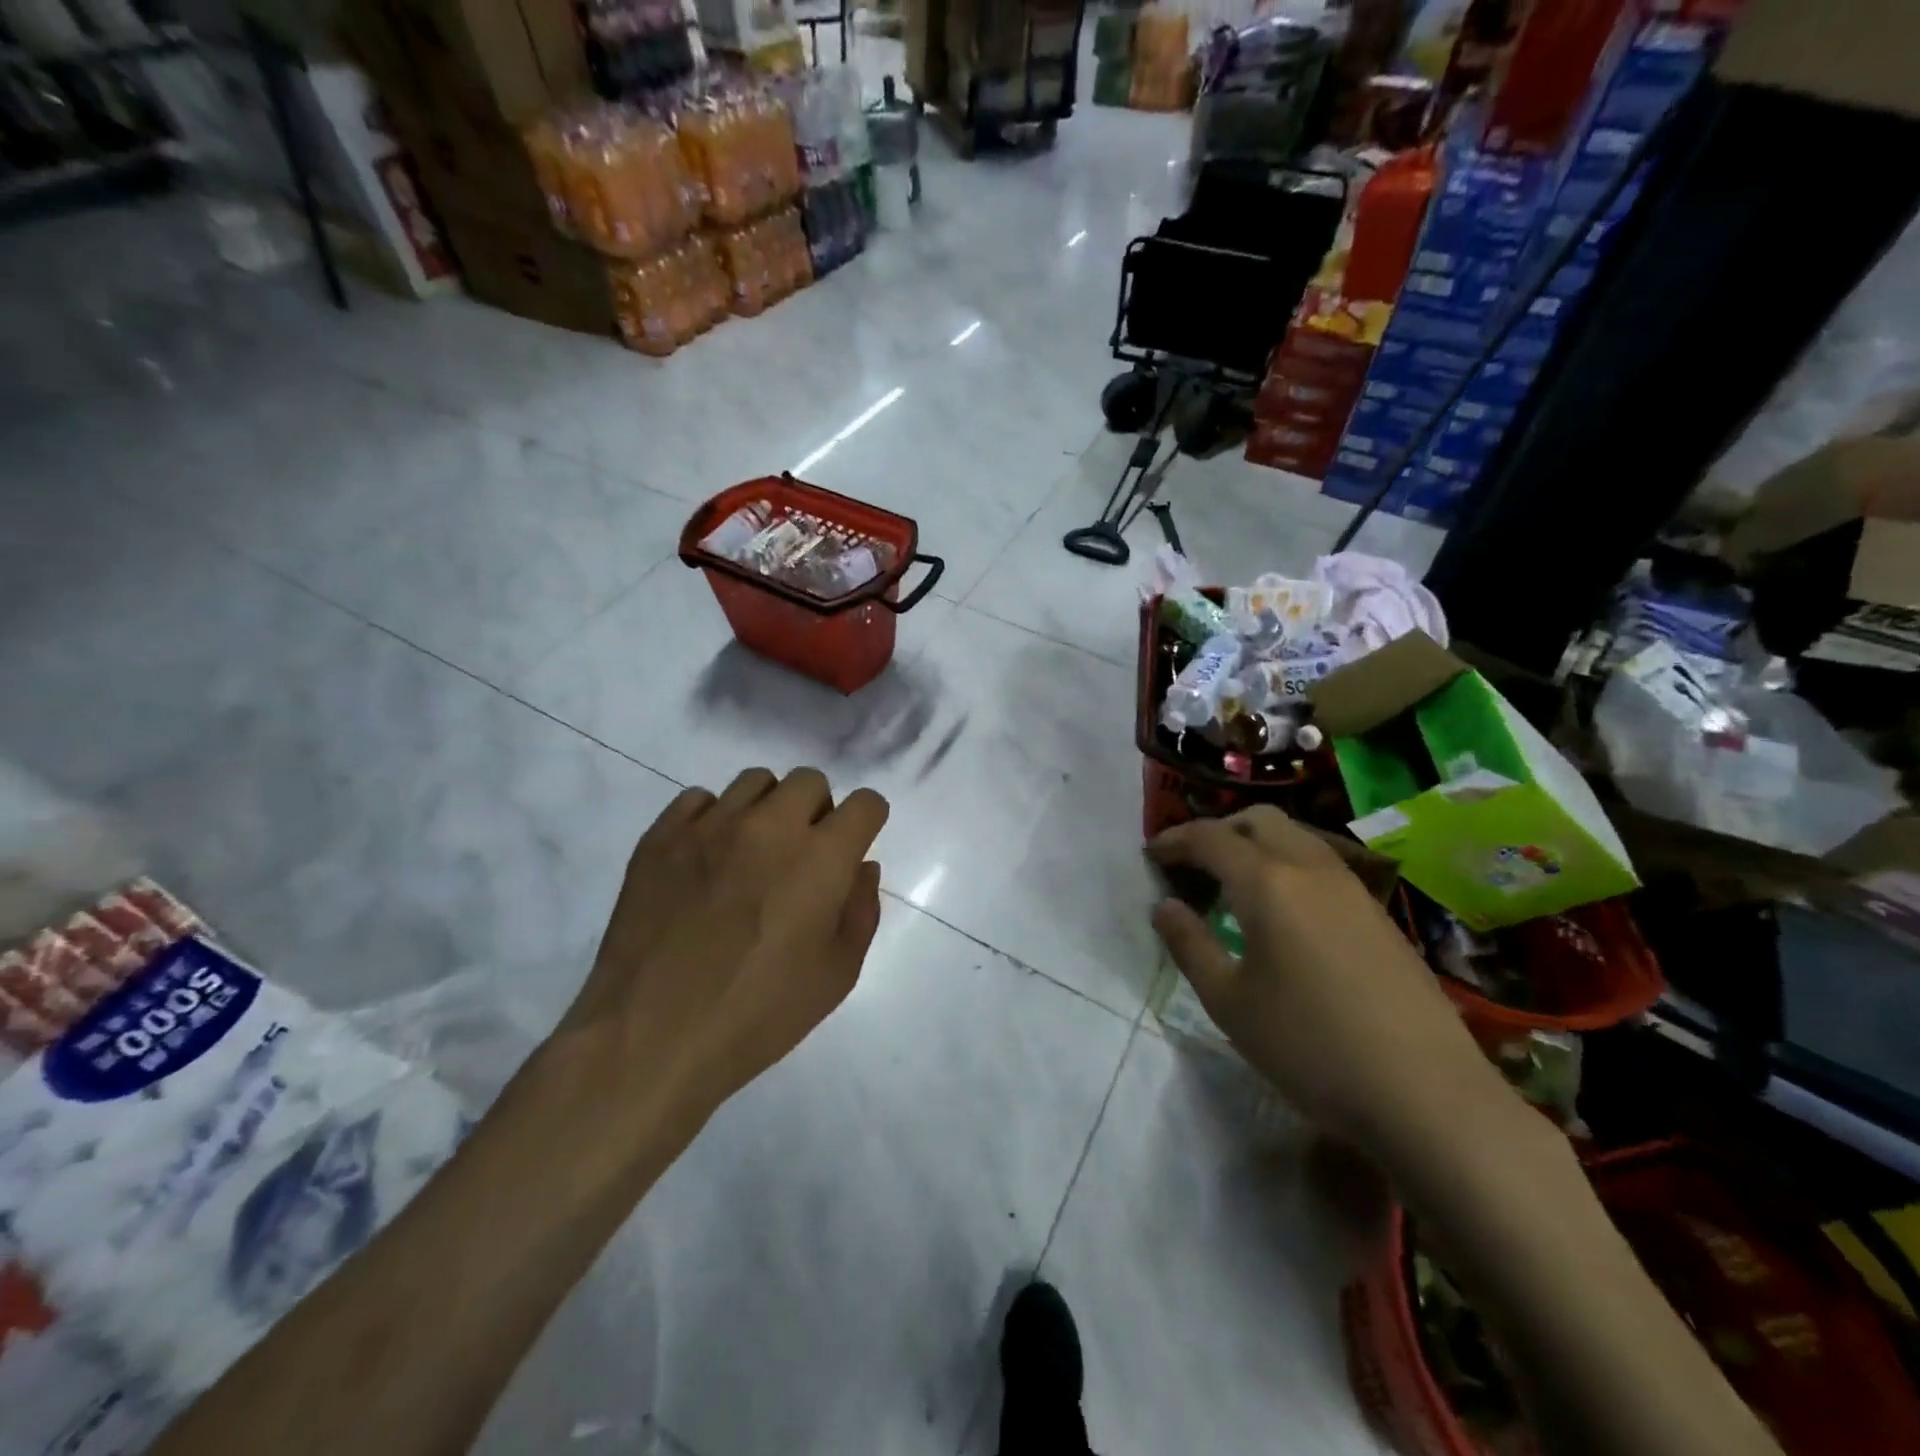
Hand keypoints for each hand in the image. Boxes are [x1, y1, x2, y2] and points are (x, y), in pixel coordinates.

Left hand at [559, 767, 888, 1124]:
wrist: (650, 1037)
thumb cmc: (758, 1014)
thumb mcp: (836, 975)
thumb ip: (861, 911)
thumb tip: (861, 867)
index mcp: (820, 858)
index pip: (865, 804)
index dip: (867, 823)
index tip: (853, 847)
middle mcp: (769, 826)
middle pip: (809, 780)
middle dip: (818, 810)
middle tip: (802, 855)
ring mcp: (710, 826)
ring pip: (755, 781)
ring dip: (767, 809)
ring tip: (752, 854)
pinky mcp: (661, 836)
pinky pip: (699, 799)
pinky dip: (713, 820)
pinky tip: (706, 861)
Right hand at [1148, 807, 1507, 1157]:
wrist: (1427, 1094)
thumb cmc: (1311, 1047)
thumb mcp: (1230, 1003)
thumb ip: (1190, 945)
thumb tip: (1164, 906)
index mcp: (1268, 883)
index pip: (1210, 838)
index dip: (1174, 840)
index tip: (1151, 856)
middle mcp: (1311, 868)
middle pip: (1258, 819)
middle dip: (1218, 830)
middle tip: (1192, 863)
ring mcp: (1352, 887)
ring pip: (1296, 836)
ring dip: (1256, 843)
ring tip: (1233, 883)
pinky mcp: (1378, 913)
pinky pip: (1321, 862)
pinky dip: (1287, 864)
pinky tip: (1283, 910)